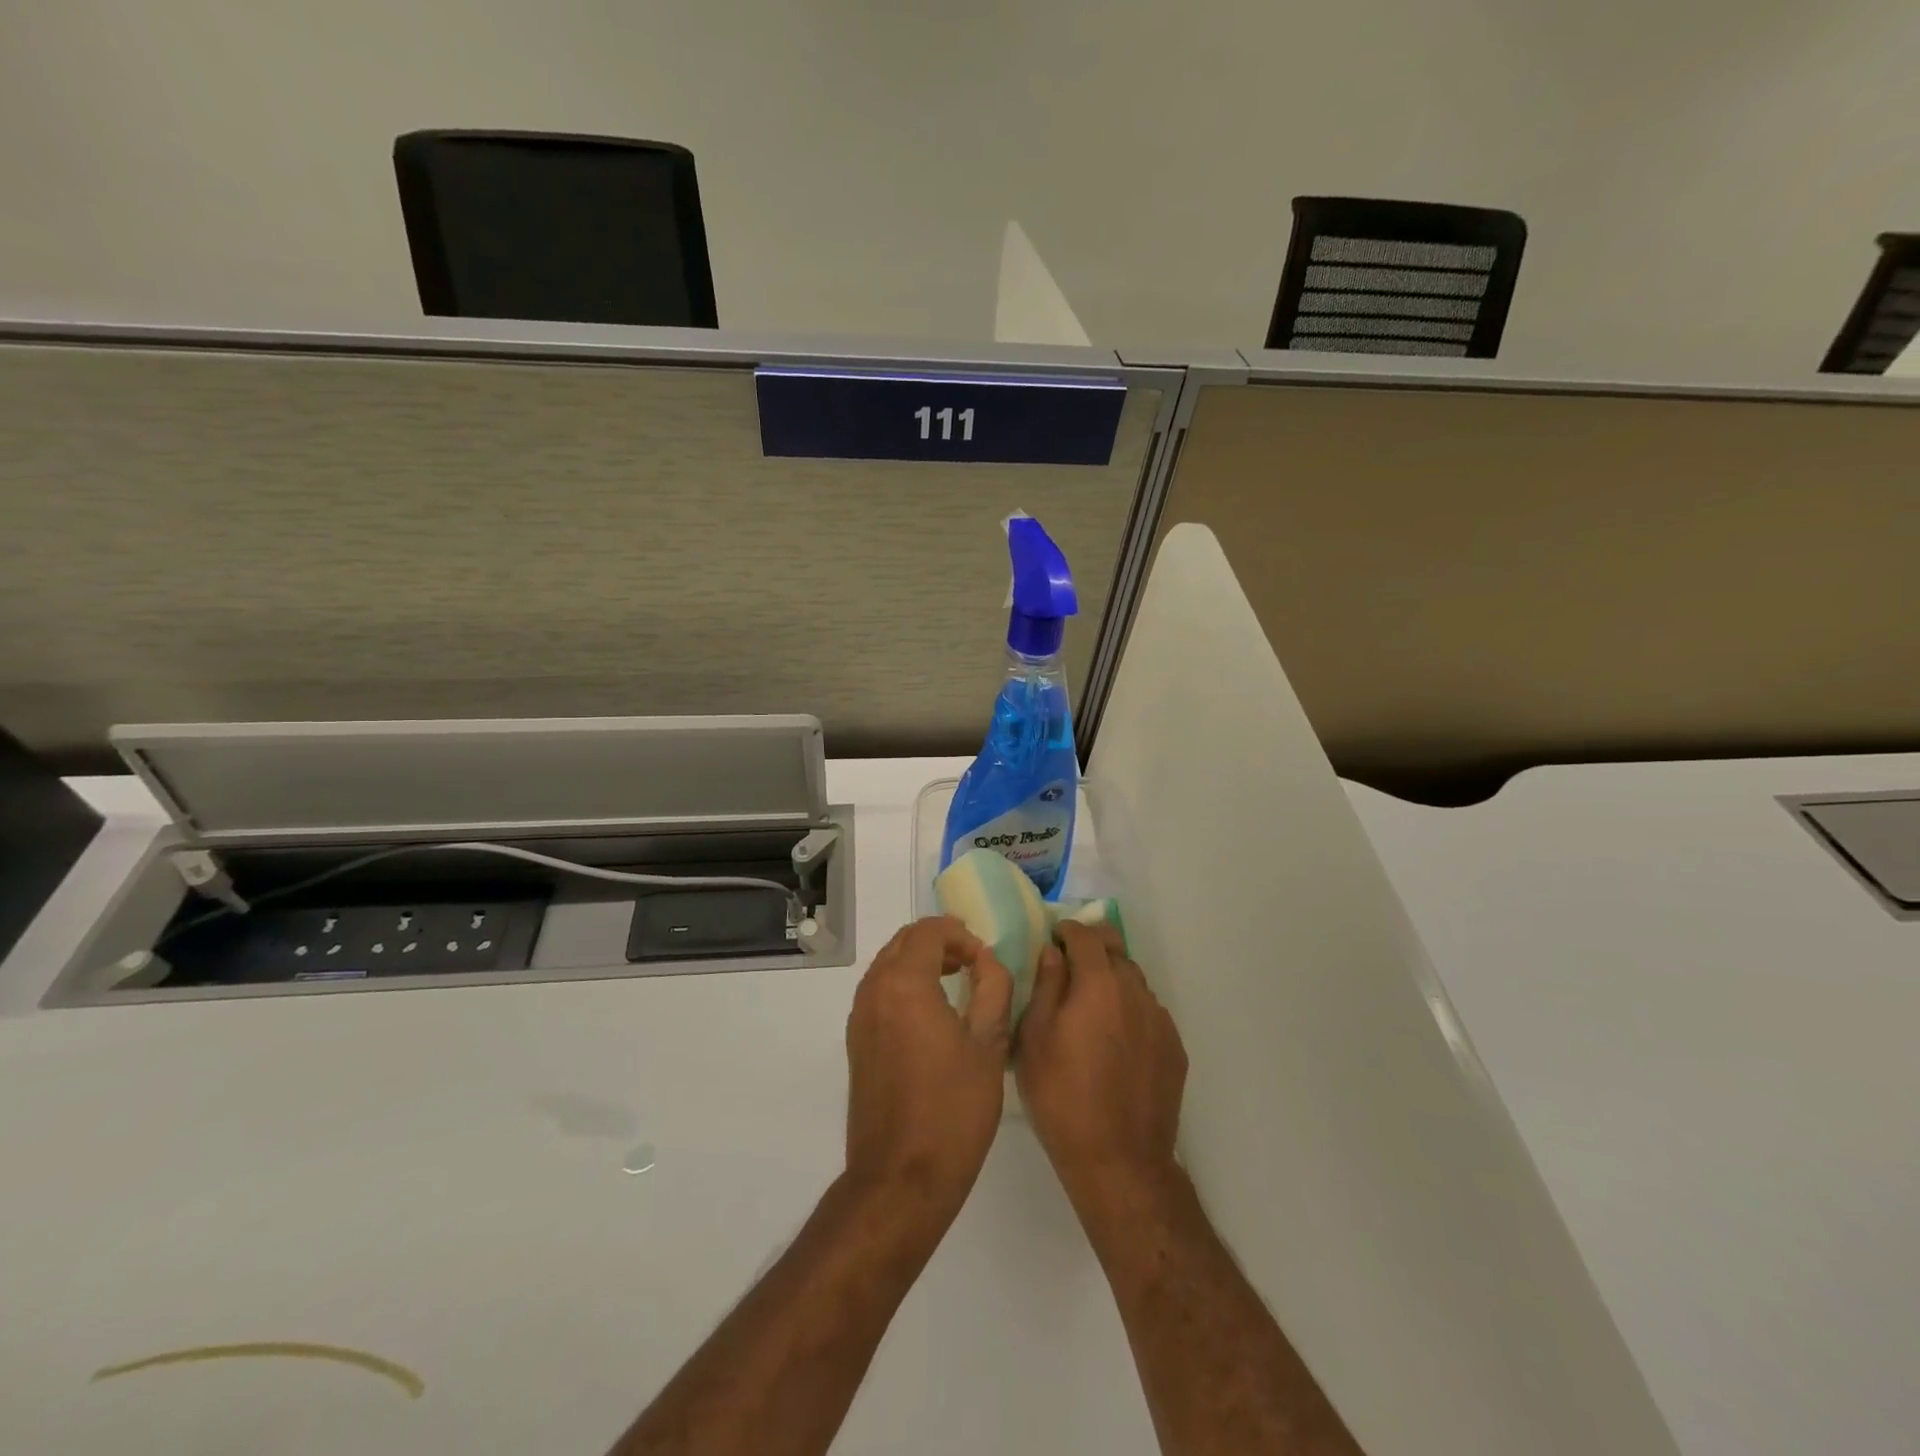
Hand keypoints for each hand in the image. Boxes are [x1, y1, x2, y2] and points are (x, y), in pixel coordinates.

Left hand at [844, 917, 1012, 1225]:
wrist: (901, 1178)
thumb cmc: (953, 1110)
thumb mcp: (989, 1044)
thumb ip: (993, 987)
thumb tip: (987, 959)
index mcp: (904, 984)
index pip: (929, 931)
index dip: (960, 934)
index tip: (985, 957)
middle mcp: (873, 991)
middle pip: (904, 942)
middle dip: (939, 941)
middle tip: (973, 960)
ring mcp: (859, 1017)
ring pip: (888, 965)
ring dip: (920, 961)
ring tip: (957, 978)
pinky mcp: (857, 1042)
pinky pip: (879, 991)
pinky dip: (904, 984)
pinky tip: (932, 1010)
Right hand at [1015, 921, 1188, 1217]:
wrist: (1119, 1160)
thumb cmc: (1062, 1095)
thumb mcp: (1034, 1038)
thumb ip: (1046, 986)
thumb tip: (1053, 953)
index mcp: (1099, 983)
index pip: (1085, 936)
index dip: (1067, 930)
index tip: (1053, 938)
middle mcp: (1135, 992)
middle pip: (1116, 949)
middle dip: (1093, 945)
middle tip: (1071, 960)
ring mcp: (1160, 1020)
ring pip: (1135, 981)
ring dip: (1113, 979)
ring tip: (1091, 1003)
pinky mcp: (1174, 1048)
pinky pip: (1149, 1012)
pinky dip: (1130, 1010)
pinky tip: (1115, 1038)